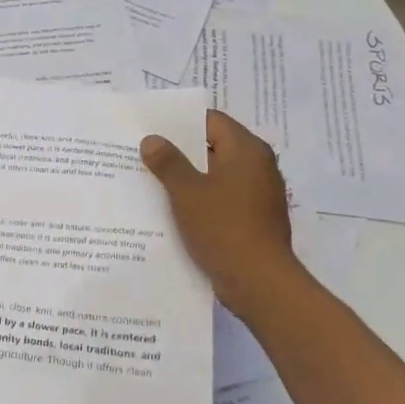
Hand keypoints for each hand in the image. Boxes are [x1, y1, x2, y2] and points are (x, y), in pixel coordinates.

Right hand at [141, 110, 298, 311]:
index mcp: (246, 150)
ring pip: (216, 174)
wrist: (259, 282)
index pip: (210, 121)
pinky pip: (222, 197)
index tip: (151, 129)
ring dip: (188, 177)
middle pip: (214, 146)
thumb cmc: (223, 227)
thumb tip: (152, 140)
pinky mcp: (253, 218)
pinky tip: (173, 208)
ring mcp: (258, 193)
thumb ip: (168, 162)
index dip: (180, 122)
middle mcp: (258, 165)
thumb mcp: (186, 192)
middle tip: (145, 153)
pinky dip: (201, 198)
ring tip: (152, 180)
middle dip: (180, 151)